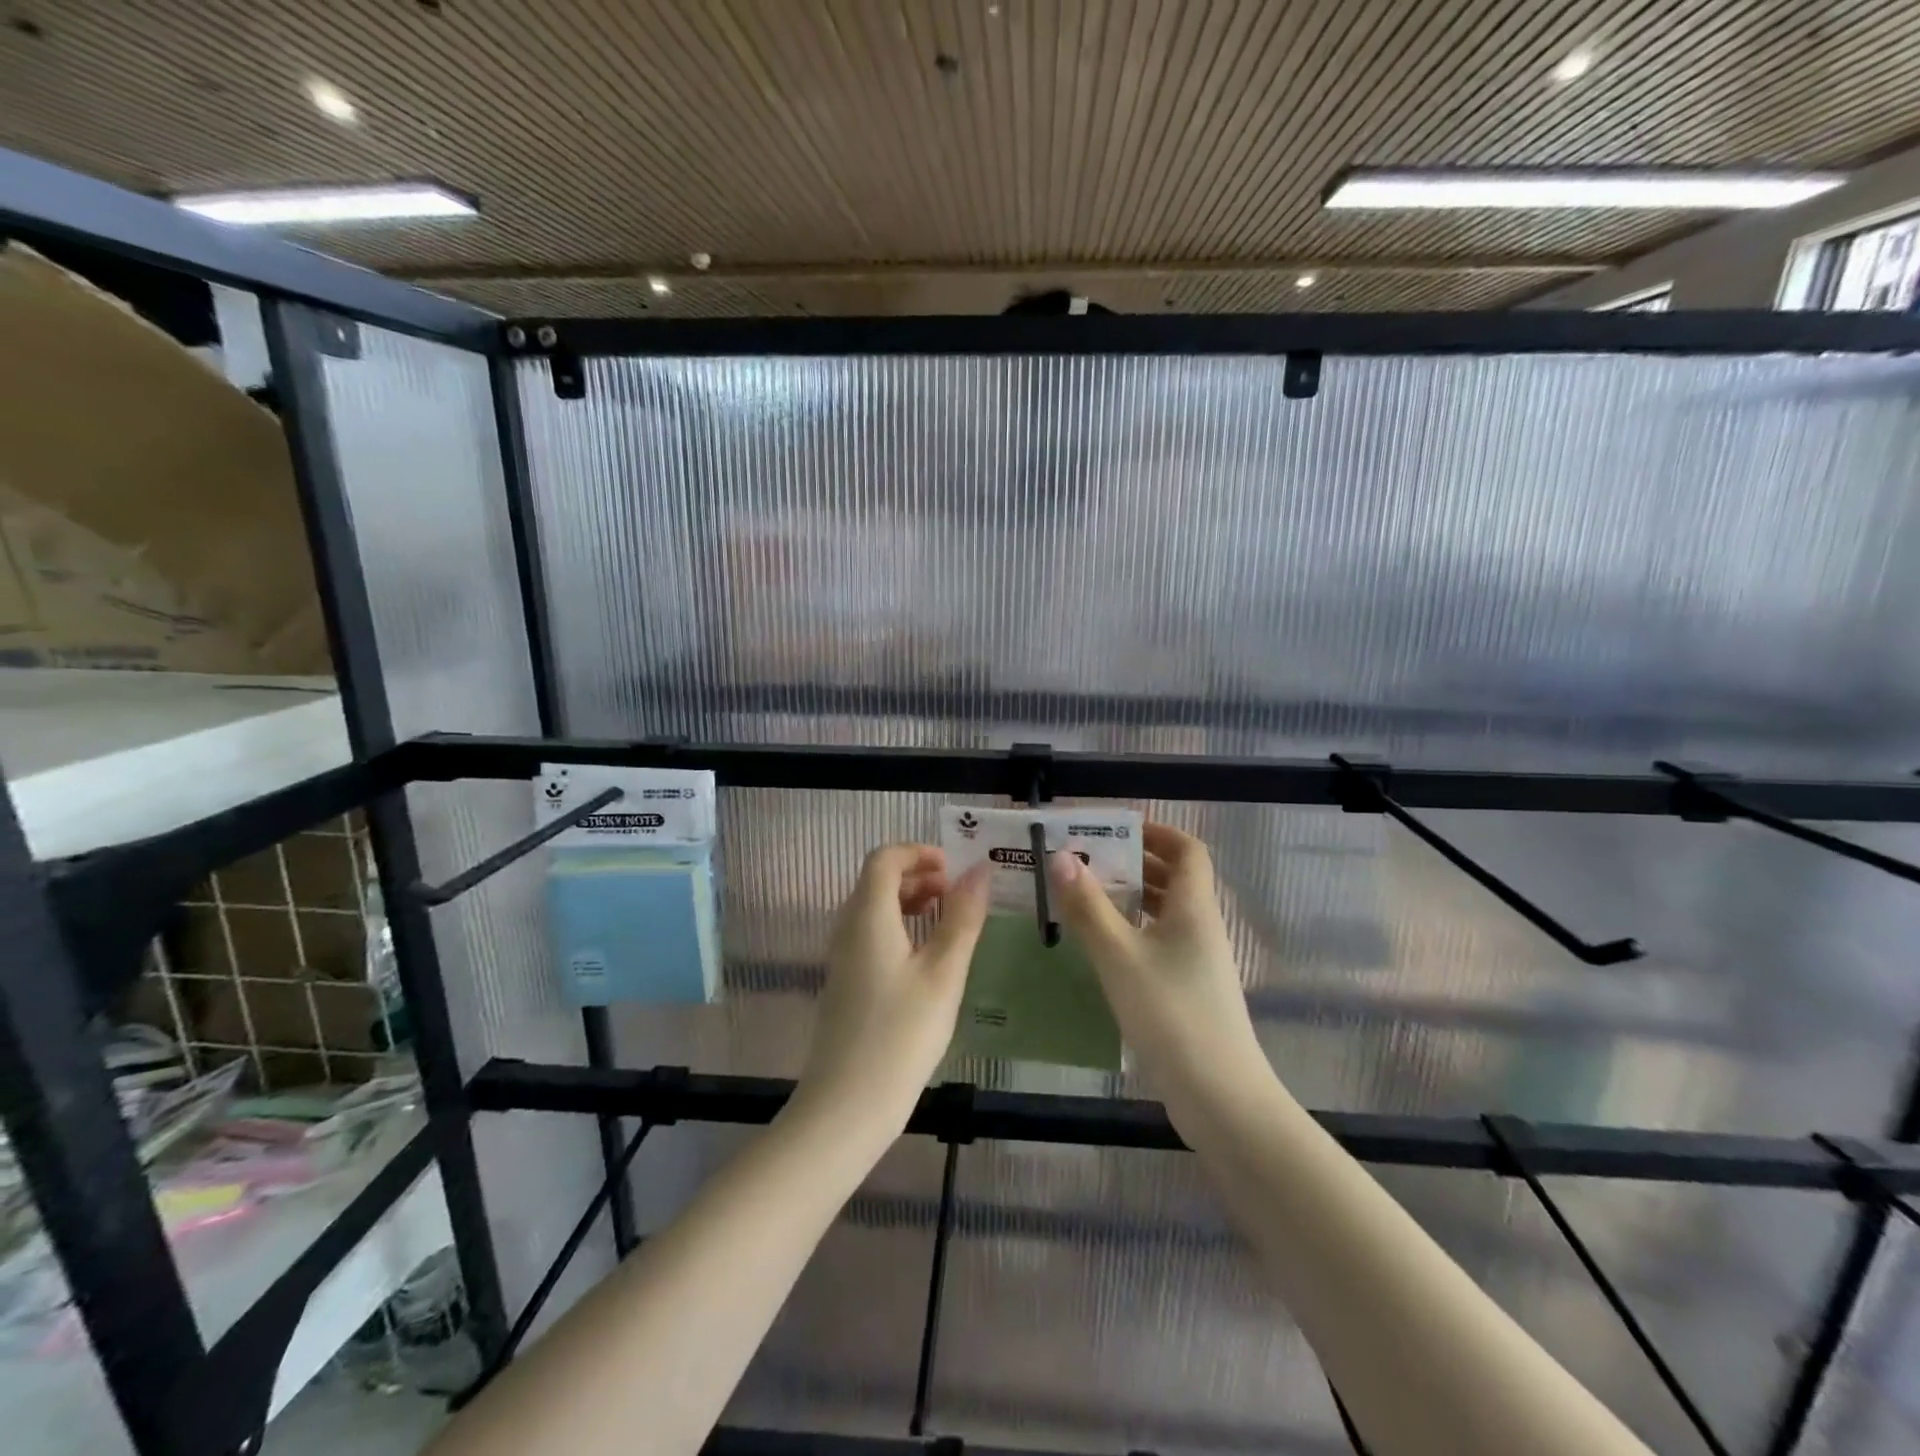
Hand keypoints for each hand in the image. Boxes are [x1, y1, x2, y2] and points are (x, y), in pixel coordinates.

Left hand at [792, 844, 990, 1137]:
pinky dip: (899, 927)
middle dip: (918, 875)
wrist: (846, 1106)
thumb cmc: (901, 1035)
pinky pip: (870, 934)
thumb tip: (979, 871)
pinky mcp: (845, 982)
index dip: (919, 853)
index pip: (884, 858)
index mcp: (868, 916)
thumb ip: (962, 918)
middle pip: (877, 879)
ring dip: (910, 901)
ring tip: (948, 922)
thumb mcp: (944, 974)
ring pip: (874, 907)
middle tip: (957, 895)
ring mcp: (842, 956)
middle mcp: (847, 927)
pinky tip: (926, 958)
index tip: (954, 870)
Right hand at [1046, 823, 1270, 1108]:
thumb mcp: (1119, 956)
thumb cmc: (1170, 1014)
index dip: (1157, 832)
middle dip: (1134, 862)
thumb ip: (1088, 906)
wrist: (1220, 1097)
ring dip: (1131, 897)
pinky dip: (1133, 931)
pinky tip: (1102, 946)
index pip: (1187, 850)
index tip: (1115, 830)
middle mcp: (1201, 927)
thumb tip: (1061, 856)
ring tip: (1086, 896)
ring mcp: (1198, 961)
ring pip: (1166, 912)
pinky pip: (1160, 942)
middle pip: (1175, 878)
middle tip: (1087, 860)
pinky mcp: (1189, 990)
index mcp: (1194, 907)